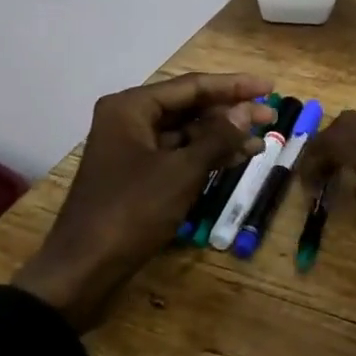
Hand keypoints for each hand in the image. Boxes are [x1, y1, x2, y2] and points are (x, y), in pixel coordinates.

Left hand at [13, 73, 273, 329]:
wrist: (84, 269)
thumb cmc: (132, 211)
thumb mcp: (182, 171)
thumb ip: (217, 138)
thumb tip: (246, 111)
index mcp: (131, 108)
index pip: (192, 86)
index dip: (234, 85)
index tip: (269, 86)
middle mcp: (129, 120)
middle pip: (189, 106)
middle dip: (230, 112)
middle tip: (271, 115)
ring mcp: (132, 149)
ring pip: (186, 132)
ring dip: (223, 136)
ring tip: (262, 139)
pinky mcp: (138, 176)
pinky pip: (179, 154)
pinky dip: (207, 156)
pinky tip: (238, 159)